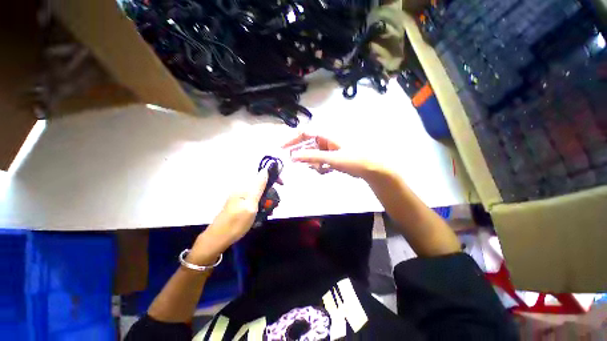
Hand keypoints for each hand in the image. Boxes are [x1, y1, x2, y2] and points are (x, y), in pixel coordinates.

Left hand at [188, 170, 267, 264]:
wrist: (218, 238)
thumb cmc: (236, 223)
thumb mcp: (250, 205)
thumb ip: (258, 187)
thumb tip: (264, 170)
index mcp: (244, 187)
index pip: (261, 175)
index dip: (273, 177)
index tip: (282, 185)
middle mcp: (242, 189)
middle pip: (261, 186)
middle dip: (271, 193)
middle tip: (275, 206)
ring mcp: (240, 197)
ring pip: (258, 194)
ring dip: (266, 201)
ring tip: (269, 212)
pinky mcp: (239, 204)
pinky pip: (254, 201)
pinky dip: (260, 206)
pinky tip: (262, 214)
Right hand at [283, 132, 384, 178]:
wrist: (371, 169)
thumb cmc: (353, 159)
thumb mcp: (331, 158)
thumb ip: (312, 157)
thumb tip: (293, 156)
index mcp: (326, 135)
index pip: (304, 133)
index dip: (292, 140)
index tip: (282, 149)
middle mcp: (326, 140)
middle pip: (307, 145)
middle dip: (303, 155)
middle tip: (296, 164)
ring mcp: (329, 149)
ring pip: (313, 155)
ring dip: (313, 163)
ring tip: (321, 169)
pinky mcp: (332, 157)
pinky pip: (320, 161)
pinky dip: (320, 166)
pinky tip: (326, 171)